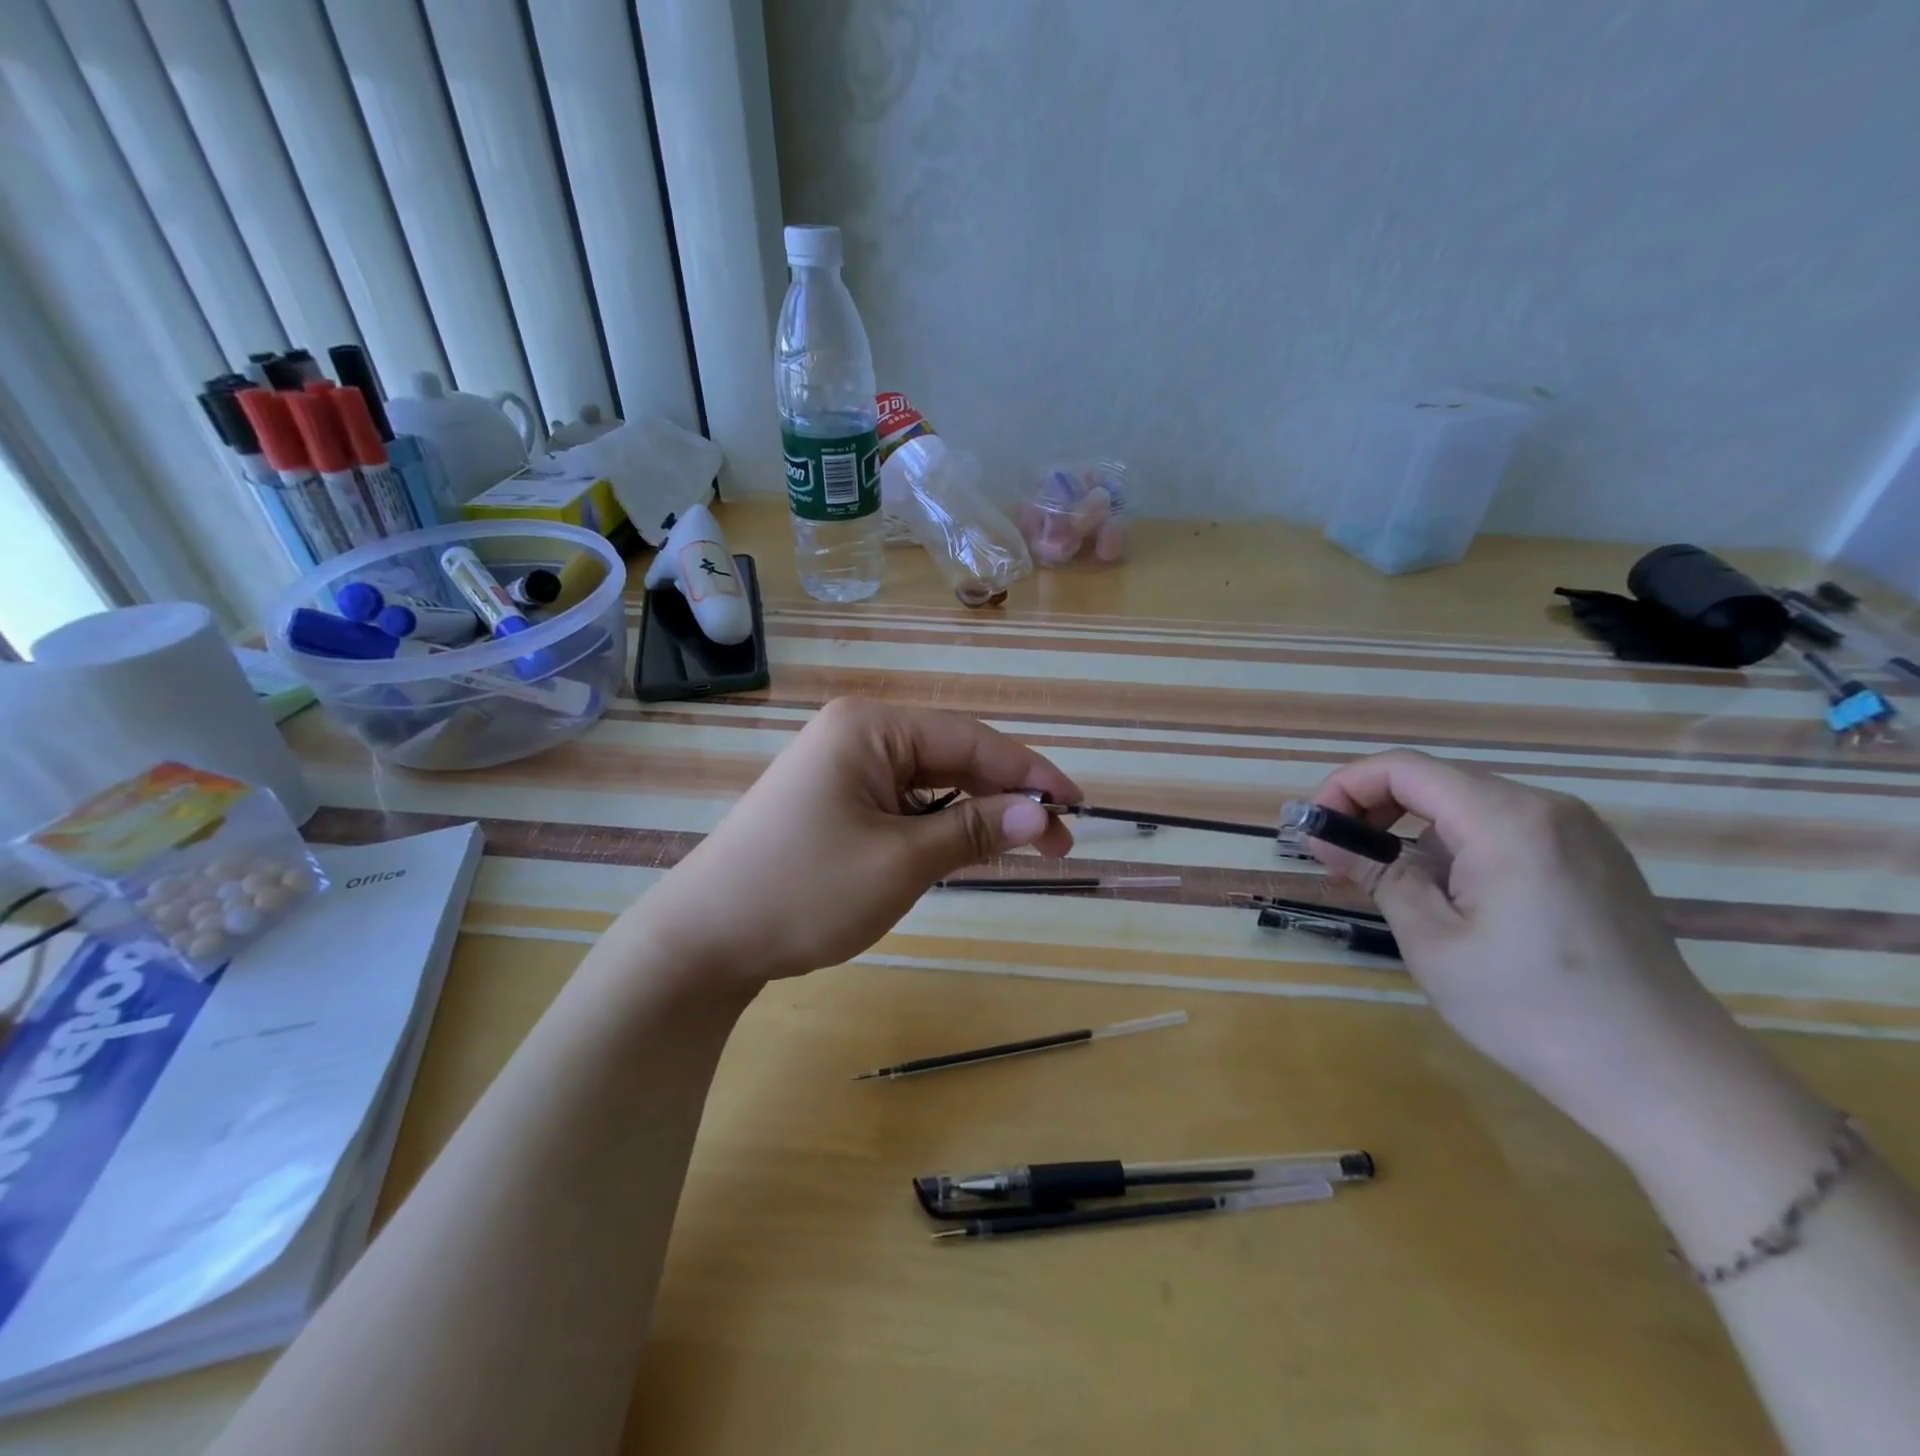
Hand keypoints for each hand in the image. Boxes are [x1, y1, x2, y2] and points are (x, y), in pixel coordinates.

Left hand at [634, 698, 1080, 987]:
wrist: (704, 940)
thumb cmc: (804, 892)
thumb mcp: (901, 862)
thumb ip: (973, 831)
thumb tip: (1040, 814)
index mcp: (870, 728)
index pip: (970, 740)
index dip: (1029, 772)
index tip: (1077, 805)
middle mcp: (858, 735)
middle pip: (952, 758)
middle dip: (1005, 797)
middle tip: (1058, 838)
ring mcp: (843, 769)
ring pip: (931, 784)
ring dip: (976, 814)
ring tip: (1025, 846)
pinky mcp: (836, 802)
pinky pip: (904, 805)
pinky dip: (939, 826)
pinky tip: (970, 848)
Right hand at [1308, 750, 1807, 1165]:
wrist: (1668, 1078)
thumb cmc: (1532, 1008)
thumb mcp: (1432, 942)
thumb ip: (1376, 874)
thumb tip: (1324, 838)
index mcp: (1507, 819)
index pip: (1403, 769)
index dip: (1346, 788)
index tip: (1316, 830)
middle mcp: (1547, 808)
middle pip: (1437, 782)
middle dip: (1375, 810)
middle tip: (1341, 859)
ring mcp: (1580, 833)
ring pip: (1469, 806)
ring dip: (1415, 831)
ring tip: (1389, 884)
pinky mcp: (1595, 861)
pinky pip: (1506, 831)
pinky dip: (1458, 847)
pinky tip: (1451, 897)